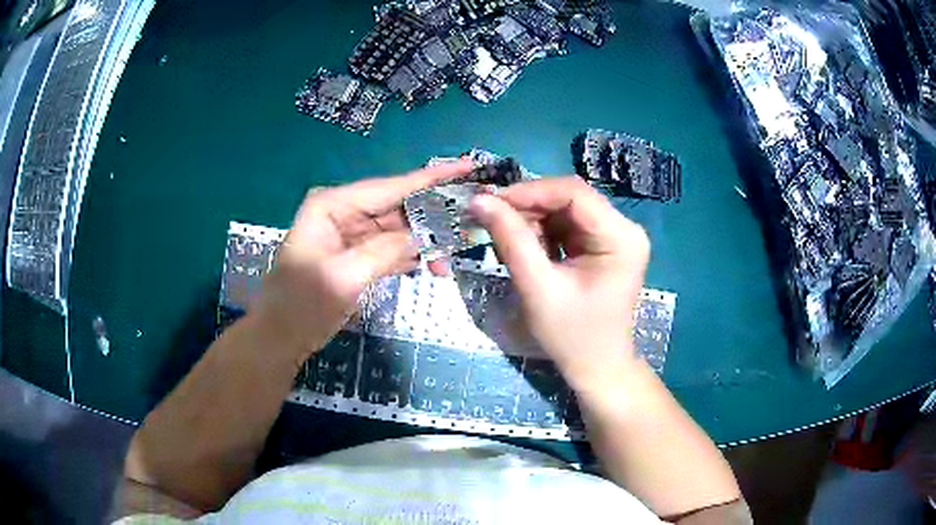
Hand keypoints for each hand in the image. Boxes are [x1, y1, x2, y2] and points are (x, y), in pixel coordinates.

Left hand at [256, 160, 472, 362]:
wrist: (281, 337)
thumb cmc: (301, 306)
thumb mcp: (342, 278)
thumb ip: (383, 252)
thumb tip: (422, 236)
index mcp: (334, 205)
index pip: (391, 186)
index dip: (432, 178)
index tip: (469, 167)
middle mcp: (345, 212)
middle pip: (399, 206)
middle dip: (435, 216)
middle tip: (474, 220)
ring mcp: (351, 234)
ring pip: (400, 229)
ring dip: (427, 242)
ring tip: (454, 256)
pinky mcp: (357, 255)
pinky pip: (393, 248)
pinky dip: (413, 256)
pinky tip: (434, 265)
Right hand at [469, 177, 649, 390]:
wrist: (596, 367)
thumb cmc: (572, 336)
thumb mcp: (538, 288)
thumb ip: (511, 240)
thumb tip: (479, 200)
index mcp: (621, 237)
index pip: (574, 193)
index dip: (530, 191)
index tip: (490, 202)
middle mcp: (623, 228)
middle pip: (569, 198)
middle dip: (528, 207)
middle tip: (491, 221)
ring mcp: (614, 235)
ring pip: (564, 209)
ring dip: (531, 220)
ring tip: (505, 240)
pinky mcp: (601, 244)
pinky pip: (566, 225)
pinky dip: (540, 232)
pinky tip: (524, 248)